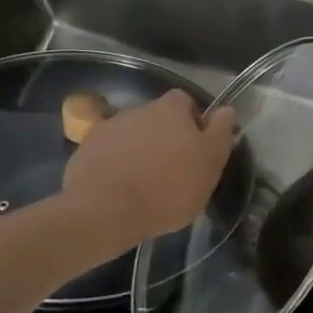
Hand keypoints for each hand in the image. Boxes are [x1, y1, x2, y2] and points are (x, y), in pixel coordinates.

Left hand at [59, 91, 236, 249]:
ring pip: (133, 135)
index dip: (193, 121)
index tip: (197, 147)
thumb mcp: (210, 163)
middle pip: (157, 118)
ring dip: (140, 150)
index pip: (186, 101)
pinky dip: (117, 165)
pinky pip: (109, 153)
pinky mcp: (85, 150)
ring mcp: (108, 128)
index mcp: (170, 109)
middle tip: (173, 168)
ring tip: (145, 182)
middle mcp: (138, 109)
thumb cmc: (168, 187)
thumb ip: (220, 133)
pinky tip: (121, 189)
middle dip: (165, 137)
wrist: (105, 211)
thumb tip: (226, 109)